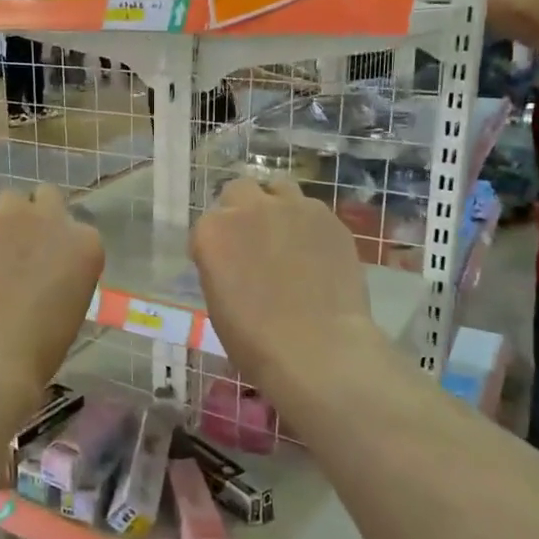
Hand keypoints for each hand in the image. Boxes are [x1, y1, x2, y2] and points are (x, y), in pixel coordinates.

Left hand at [0, 186, 103, 397]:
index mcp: (85, 244)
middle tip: (23, 246)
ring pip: (10, 201)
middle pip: (47, 197)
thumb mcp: (71, 307)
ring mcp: (9, 217)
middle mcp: (51, 219)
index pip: (78, 230)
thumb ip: (64, 275)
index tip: (51, 264)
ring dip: (6, 221)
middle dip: (37, 214)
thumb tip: (46, 272)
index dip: (62, 246)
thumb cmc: (39, 346)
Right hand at [191, 179, 393, 408]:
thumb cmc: (254, 339)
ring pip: (280, 189)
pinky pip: (313, 211)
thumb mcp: (217, 299)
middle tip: (253, 240)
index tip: (224, 263)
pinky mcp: (330, 218)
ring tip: (287, 237)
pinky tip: (316, 253)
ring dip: (277, 206)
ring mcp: (293, 208)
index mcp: (212, 231)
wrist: (317, 349)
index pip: (208, 223)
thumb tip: (236, 259)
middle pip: (240, 190)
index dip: (216, 243)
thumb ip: (220, 263)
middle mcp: (249, 208)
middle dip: (242, 209)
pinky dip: (309, 225)